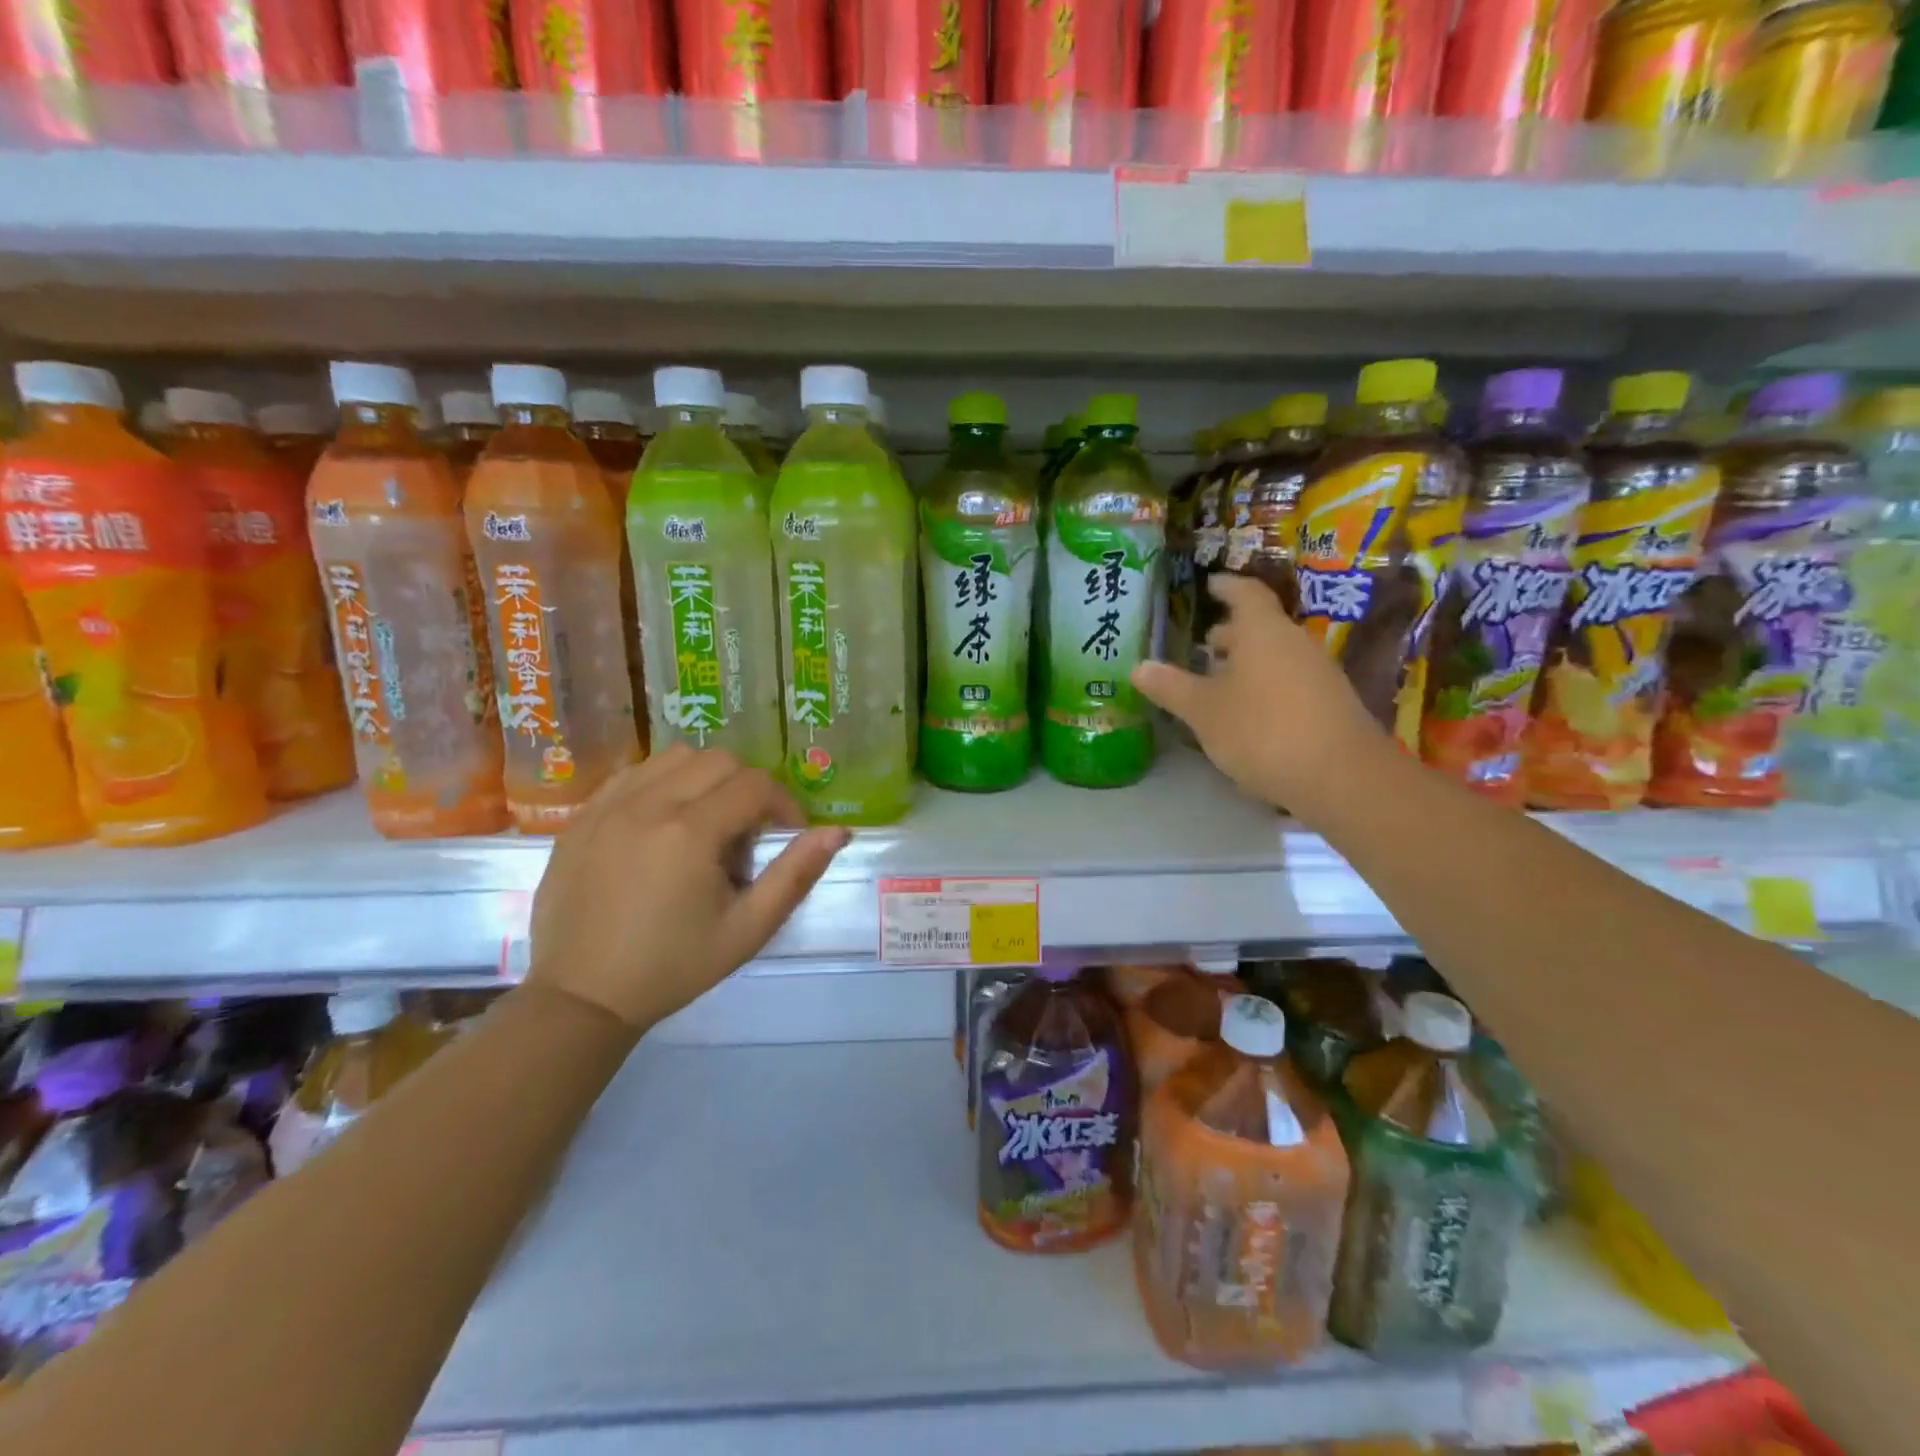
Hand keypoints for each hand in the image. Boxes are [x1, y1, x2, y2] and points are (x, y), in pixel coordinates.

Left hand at [526, 745, 849, 1031]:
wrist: (581, 997)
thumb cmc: (672, 967)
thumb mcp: (747, 930)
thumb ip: (795, 875)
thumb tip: (837, 831)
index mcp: (690, 832)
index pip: (755, 786)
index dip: (784, 805)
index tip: (788, 835)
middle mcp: (648, 804)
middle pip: (718, 760)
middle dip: (748, 787)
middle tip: (746, 834)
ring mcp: (608, 806)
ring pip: (675, 757)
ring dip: (705, 778)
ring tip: (706, 823)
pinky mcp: (582, 816)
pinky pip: (634, 773)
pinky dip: (662, 783)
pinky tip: (664, 822)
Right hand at [1131, 573, 1394, 821]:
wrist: (1342, 777)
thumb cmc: (1263, 731)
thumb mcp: (1204, 712)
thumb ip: (1171, 687)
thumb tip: (1138, 667)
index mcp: (1263, 632)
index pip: (1245, 594)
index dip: (1226, 587)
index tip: (1210, 584)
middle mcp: (1294, 643)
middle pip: (1261, 627)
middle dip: (1232, 634)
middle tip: (1204, 645)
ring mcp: (1318, 674)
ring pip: (1276, 656)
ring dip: (1247, 664)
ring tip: (1219, 684)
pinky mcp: (1330, 705)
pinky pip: (1289, 682)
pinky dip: (1265, 687)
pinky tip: (1247, 715)